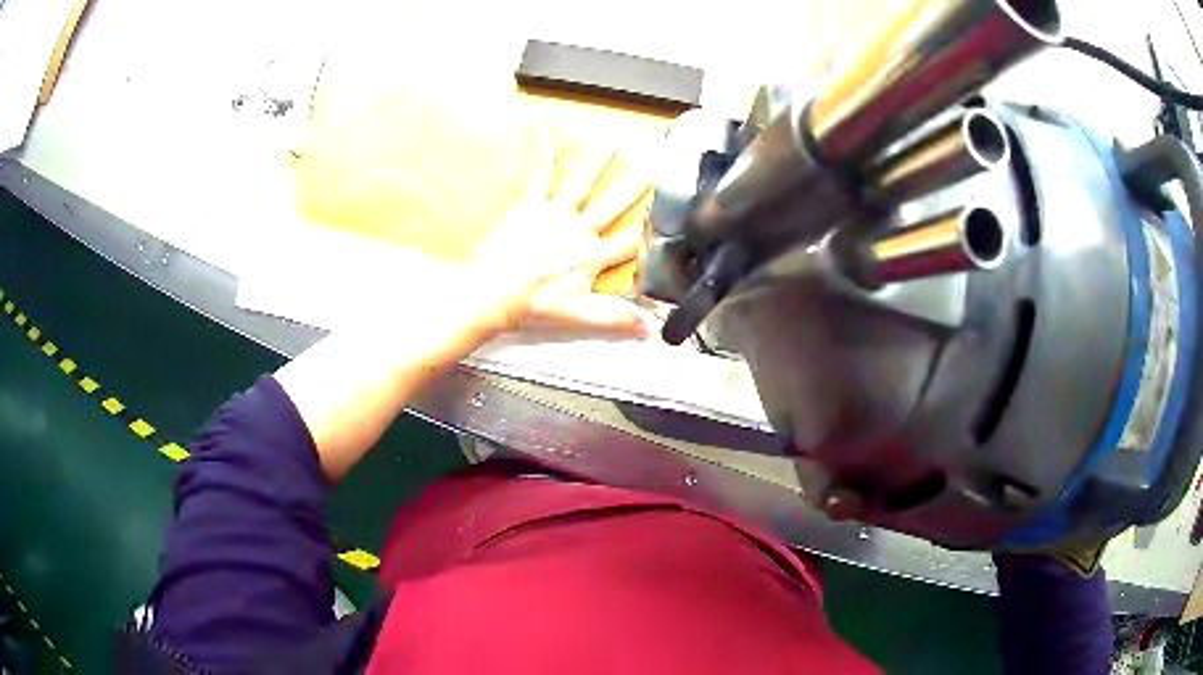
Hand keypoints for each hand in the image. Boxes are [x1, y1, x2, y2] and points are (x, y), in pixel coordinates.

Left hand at [469, 147, 653, 336]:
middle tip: (652, 167)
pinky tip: (550, 142)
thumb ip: (615, 318)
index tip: (664, 227)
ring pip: (581, 187)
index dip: (646, 238)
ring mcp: (554, 216)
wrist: (493, 291)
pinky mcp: (530, 209)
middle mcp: (577, 230)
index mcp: (591, 255)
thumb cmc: (534, 303)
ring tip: (611, 147)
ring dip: (597, 167)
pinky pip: (540, 181)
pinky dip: (546, 162)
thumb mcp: (579, 315)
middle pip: (612, 206)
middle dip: (634, 187)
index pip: (628, 244)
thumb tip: (649, 328)